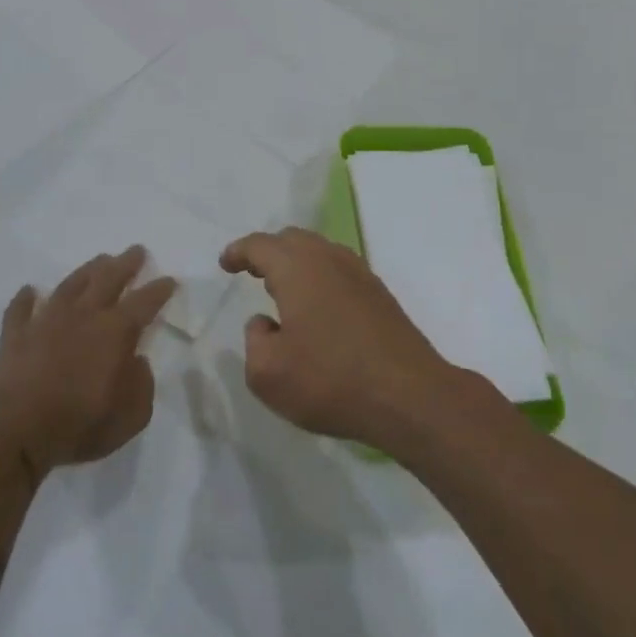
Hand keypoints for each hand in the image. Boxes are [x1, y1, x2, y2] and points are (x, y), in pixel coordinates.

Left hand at [0, 247, 175, 479]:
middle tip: (136, 250)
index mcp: (115, 332)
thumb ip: (141, 386)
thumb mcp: (130, 416)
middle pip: (108, 279)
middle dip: (125, 264)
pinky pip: (20, 310)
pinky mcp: (15, 337)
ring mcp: (46, 322)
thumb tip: (137, 362)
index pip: (144, 302)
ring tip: (99, 259)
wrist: (13, 430)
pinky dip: (25, 299)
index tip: (169, 280)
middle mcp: (83, 316)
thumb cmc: (78, 424)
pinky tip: (30, 290)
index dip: (159, 290)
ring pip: (70, 286)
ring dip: (87, 271)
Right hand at [219, 227, 463, 447]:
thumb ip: (255, 340)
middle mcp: (330, 260)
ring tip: (283, 289)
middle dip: (269, 252)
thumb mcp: (268, 373)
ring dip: (297, 263)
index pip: (260, 245)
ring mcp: (361, 275)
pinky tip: (318, 308)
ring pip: (320, 253)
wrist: (409, 396)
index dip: (239, 252)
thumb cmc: (330, 381)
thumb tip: (266, 323)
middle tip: (252, 272)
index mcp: (298, 268)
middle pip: (293, 240)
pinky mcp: (380, 296)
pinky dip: (320, 279)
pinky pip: (340, 272)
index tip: (226, 263)